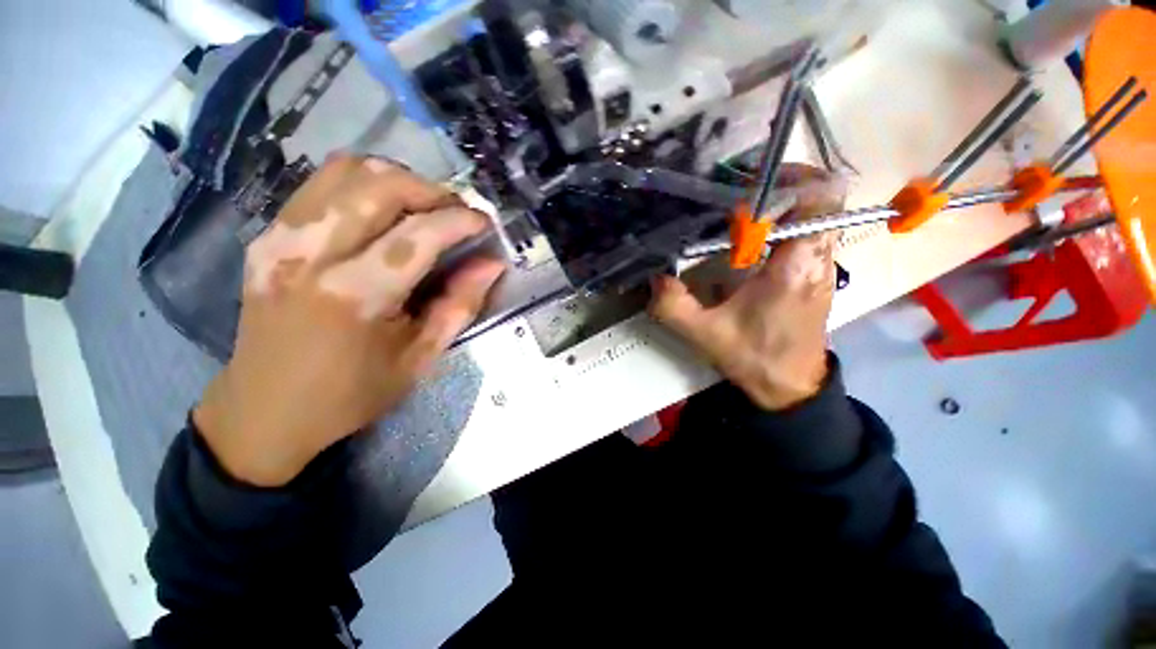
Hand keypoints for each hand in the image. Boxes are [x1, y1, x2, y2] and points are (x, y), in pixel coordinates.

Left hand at [194, 155, 504, 486]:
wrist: (266, 410)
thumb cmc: (352, 393)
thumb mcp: (421, 358)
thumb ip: (460, 305)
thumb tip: (491, 264)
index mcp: (354, 295)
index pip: (419, 234)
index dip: (460, 220)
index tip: (485, 223)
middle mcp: (310, 254)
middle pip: (379, 185)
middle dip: (430, 190)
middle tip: (456, 212)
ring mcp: (280, 239)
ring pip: (345, 170)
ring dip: (396, 180)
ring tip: (423, 207)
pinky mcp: (267, 237)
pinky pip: (320, 185)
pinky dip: (362, 186)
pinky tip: (383, 213)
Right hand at [650, 165, 844, 410]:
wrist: (789, 388)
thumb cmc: (754, 359)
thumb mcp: (705, 334)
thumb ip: (674, 306)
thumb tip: (655, 278)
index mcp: (795, 267)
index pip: (821, 200)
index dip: (793, 179)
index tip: (751, 185)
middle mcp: (817, 259)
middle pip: (820, 200)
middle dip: (780, 189)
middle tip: (738, 198)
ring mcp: (821, 268)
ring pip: (816, 216)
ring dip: (781, 208)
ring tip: (741, 217)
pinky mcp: (815, 277)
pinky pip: (809, 235)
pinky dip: (783, 228)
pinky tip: (750, 245)